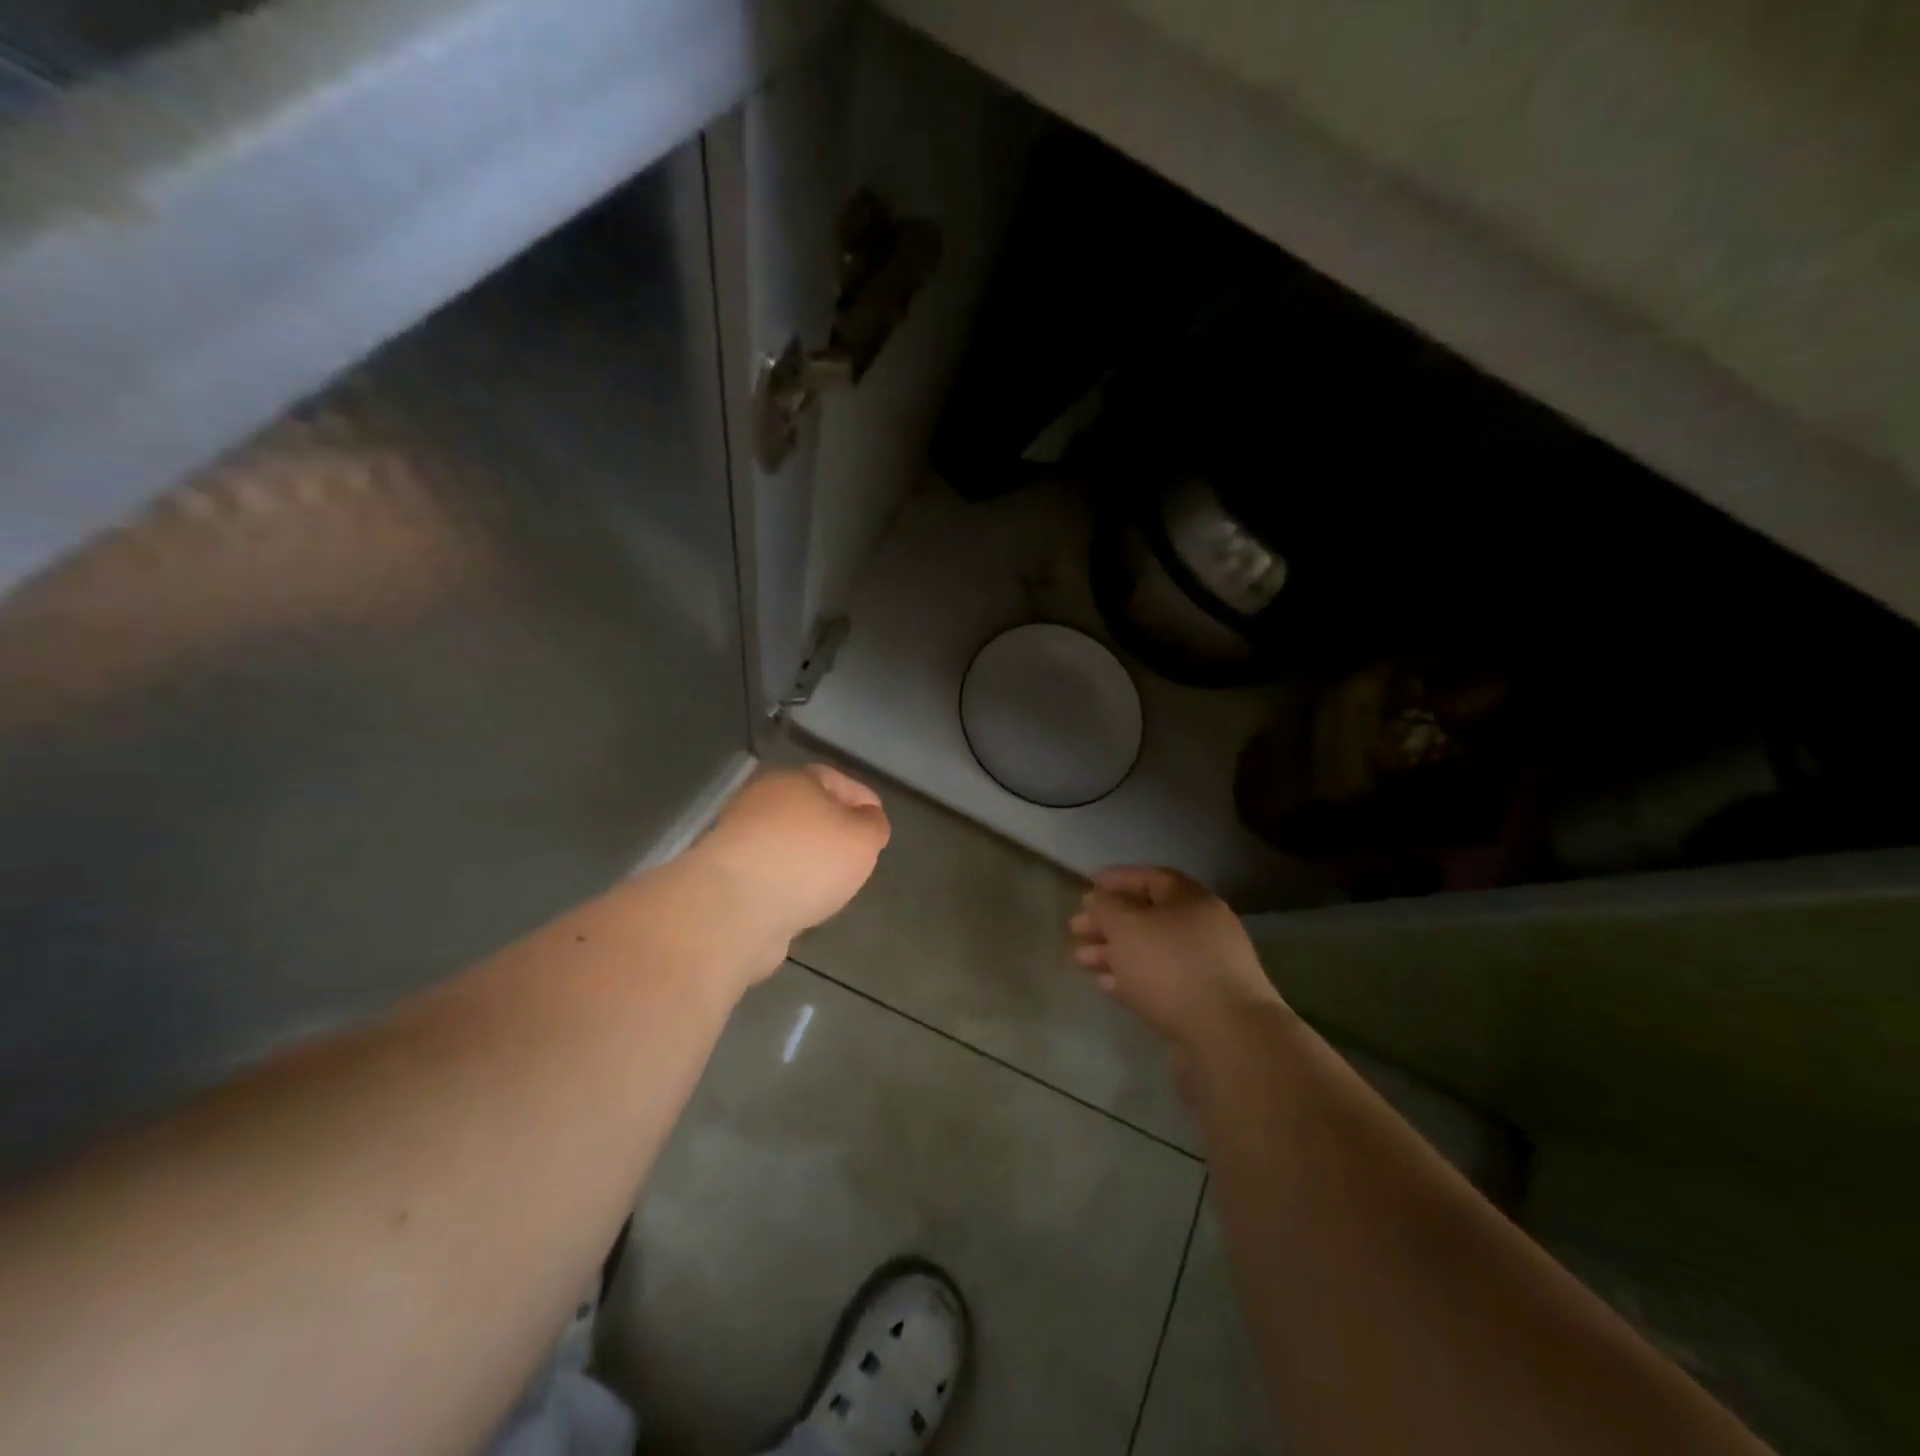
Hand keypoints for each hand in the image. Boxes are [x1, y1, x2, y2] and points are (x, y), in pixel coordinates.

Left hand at [690, 764, 890, 976]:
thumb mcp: (862, 839)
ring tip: (832, 883)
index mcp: (795, 780)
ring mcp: (740, 839)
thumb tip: (869, 820)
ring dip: (808, 858)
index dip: (863, 799)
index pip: (837, 779)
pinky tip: (802, 901)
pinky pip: (769, 873)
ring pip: (787, 842)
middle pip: (808, 809)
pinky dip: (787, 883)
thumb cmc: (807, 860)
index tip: (878, 824)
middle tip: (857, 854)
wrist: (734, 908)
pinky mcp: (727, 876)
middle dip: (833, 829)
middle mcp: (762, 801)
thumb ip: (873, 826)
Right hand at [1069, 867, 1287, 1051]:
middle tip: (1075, 930)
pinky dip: (1133, 979)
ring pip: (1152, 951)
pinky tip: (1107, 986)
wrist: (1228, 1037)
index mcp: (1191, 899)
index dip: (1116, 880)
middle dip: (1109, 922)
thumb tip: (1098, 899)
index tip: (1087, 887)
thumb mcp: (1127, 926)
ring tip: (1081, 961)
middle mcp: (1203, 927)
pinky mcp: (1204, 1003)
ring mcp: (1207, 967)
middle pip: (1148, 916)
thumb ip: (1106, 907)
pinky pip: (1161, 981)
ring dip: (1115, 953)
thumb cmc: (1171, 967)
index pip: (1150, 878)